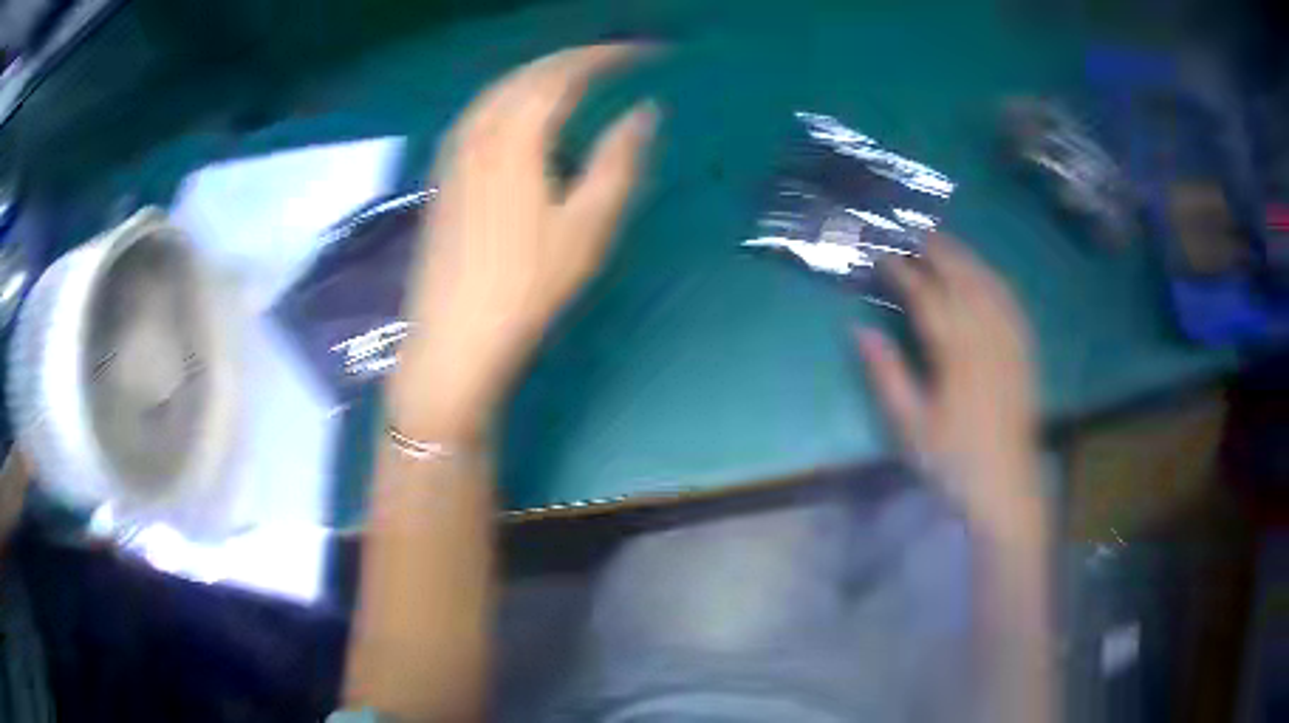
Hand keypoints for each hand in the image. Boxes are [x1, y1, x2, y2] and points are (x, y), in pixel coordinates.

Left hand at [391, 45, 657, 442]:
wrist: (455, 339)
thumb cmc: (527, 287)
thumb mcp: (588, 227)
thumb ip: (618, 161)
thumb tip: (645, 111)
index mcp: (517, 137)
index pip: (565, 74)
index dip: (607, 55)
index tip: (645, 51)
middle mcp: (480, 132)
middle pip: (527, 74)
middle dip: (574, 57)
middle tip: (615, 58)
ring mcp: (455, 153)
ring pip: (498, 90)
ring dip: (538, 73)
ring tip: (574, 75)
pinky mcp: (444, 175)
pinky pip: (479, 112)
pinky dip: (509, 96)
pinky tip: (519, 112)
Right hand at [857, 235, 1041, 530]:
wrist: (1007, 486)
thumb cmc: (954, 461)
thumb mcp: (910, 427)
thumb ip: (886, 376)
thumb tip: (859, 331)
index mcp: (956, 354)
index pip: (926, 297)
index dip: (902, 271)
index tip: (882, 254)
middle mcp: (987, 336)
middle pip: (961, 277)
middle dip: (936, 249)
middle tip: (912, 230)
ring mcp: (1010, 340)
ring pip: (988, 283)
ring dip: (965, 256)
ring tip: (944, 240)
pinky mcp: (1025, 350)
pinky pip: (1011, 300)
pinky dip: (993, 278)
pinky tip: (985, 273)